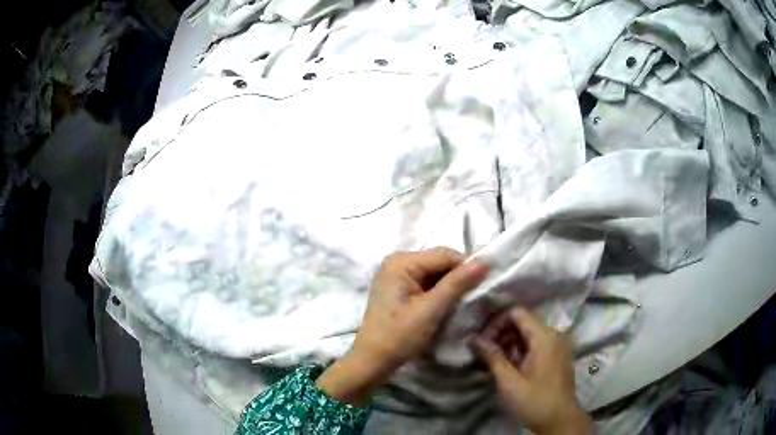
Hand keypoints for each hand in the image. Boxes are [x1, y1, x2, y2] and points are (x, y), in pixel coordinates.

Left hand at [317, 248, 488, 404]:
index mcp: (401, 262)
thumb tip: (485, 262)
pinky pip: (427, 283)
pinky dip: (440, 292)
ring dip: (451, 286)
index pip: (445, 255)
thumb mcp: (431, 310)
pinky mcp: (399, 289)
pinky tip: (449, 305)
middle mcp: (398, 262)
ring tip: (465, 301)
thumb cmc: (399, 336)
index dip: (467, 267)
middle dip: (459, 277)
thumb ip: (457, 284)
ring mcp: (397, 275)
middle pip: (439, 262)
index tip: (486, 283)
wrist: (372, 361)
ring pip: (435, 273)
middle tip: (477, 295)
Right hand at [473, 308, 592, 434]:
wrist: (559, 419)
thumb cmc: (534, 401)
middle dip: (502, 334)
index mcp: (544, 337)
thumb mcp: (509, 382)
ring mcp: (557, 344)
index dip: (497, 322)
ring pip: (528, 334)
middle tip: (486, 353)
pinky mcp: (557, 355)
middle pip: (523, 322)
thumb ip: (492, 357)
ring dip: (510, 344)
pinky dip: (521, 350)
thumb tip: (474, 339)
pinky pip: (536, 343)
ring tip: (495, 362)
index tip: (483, 341)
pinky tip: (511, 366)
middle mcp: (553, 334)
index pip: (517, 313)